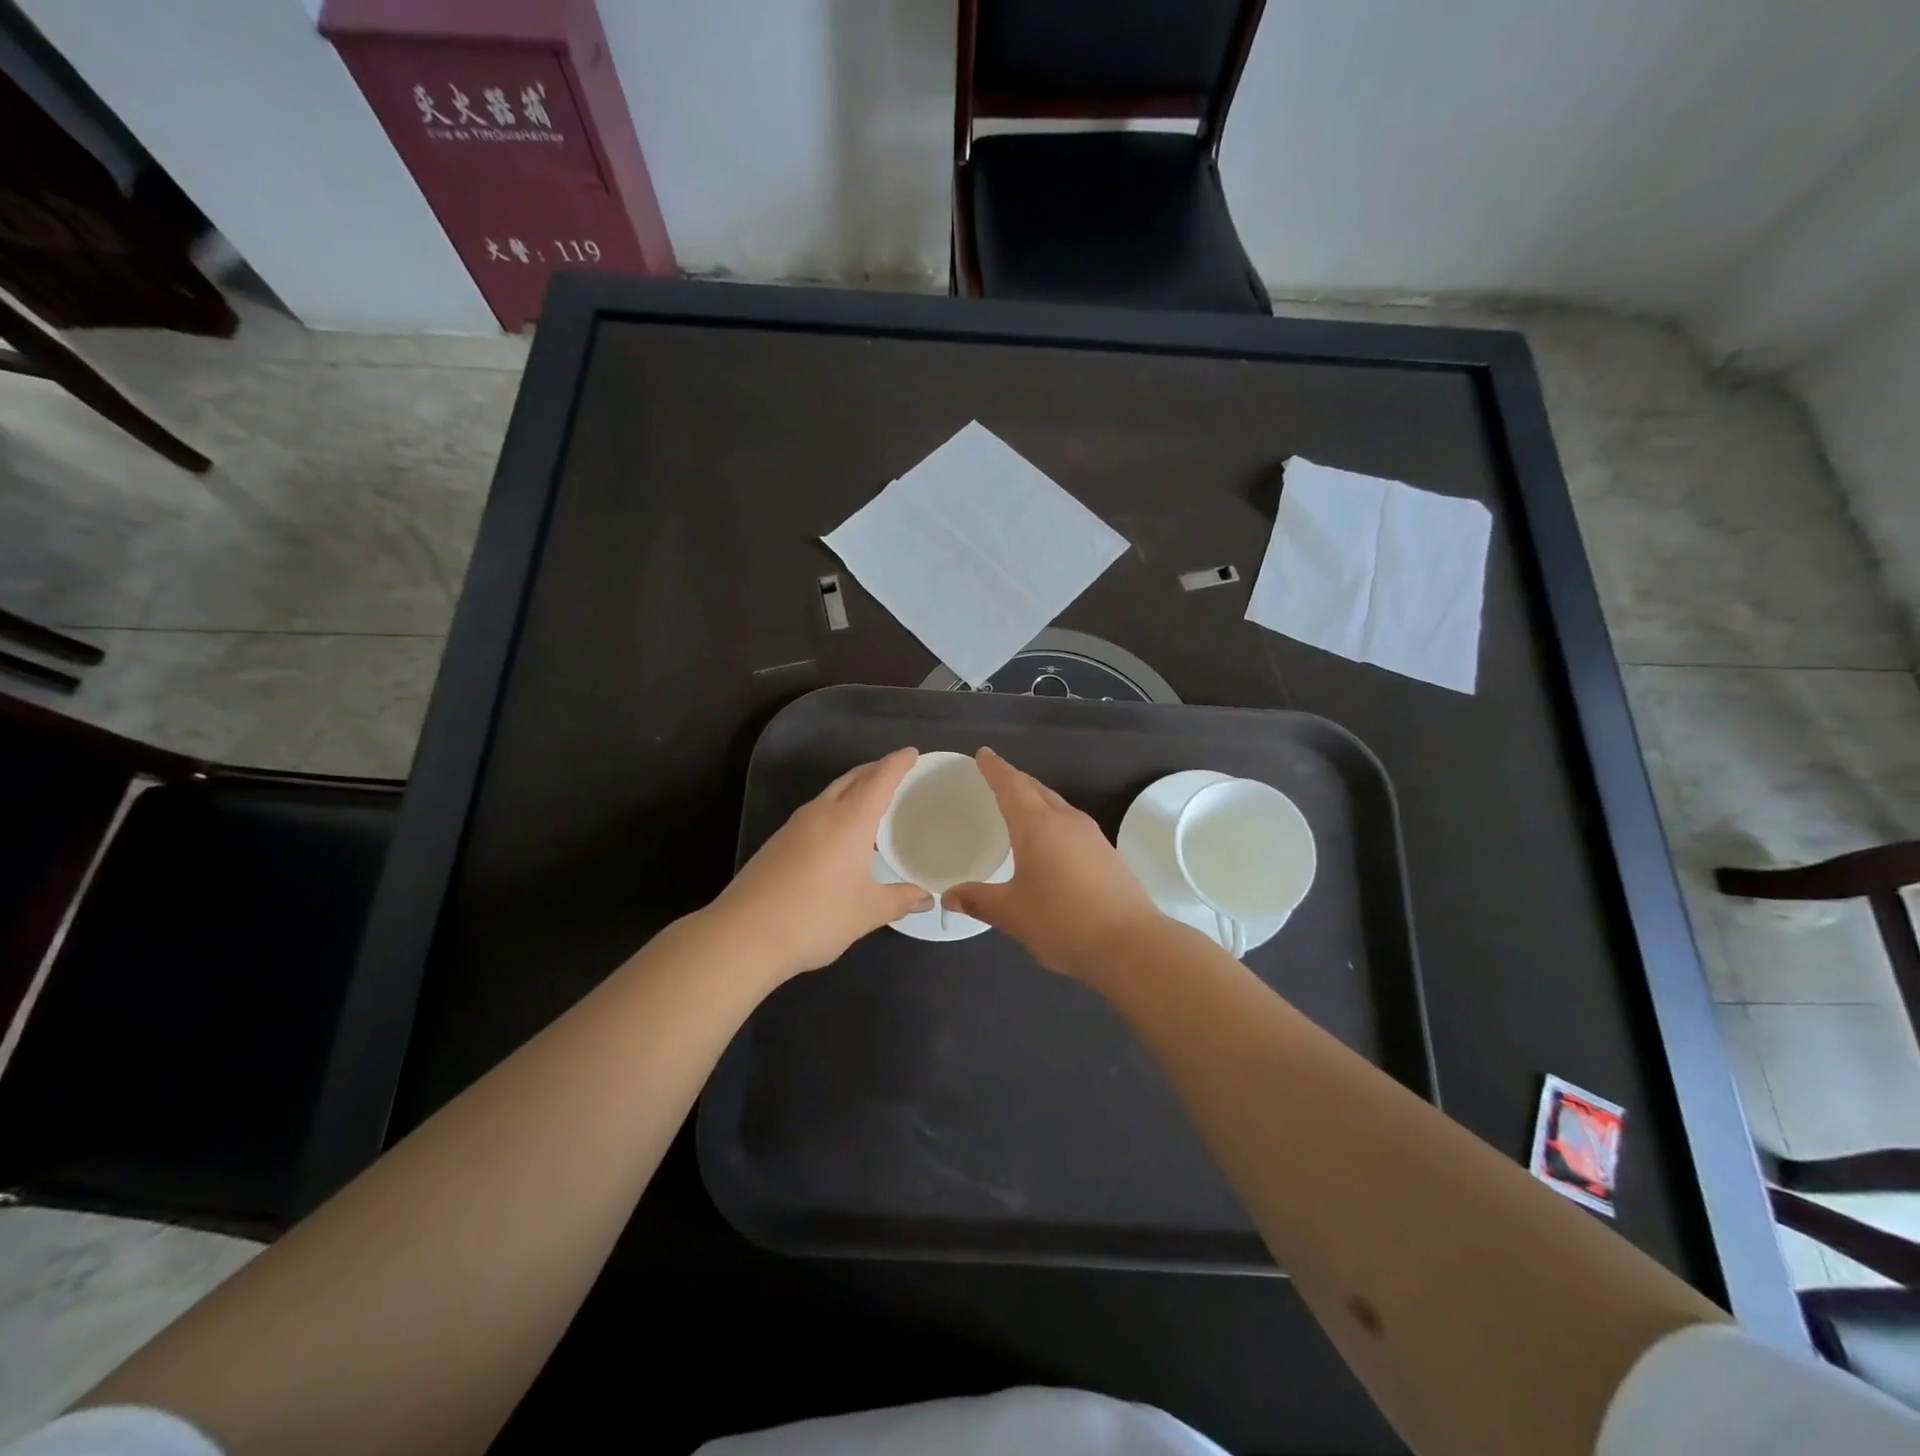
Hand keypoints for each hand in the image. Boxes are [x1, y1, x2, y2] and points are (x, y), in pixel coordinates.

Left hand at [708, 748, 930, 983]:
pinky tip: (839, 834)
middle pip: (852, 779)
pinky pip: (815, 812)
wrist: (743, 935)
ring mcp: (794, 826)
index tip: (912, 753)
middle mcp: (821, 813)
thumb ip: (899, 900)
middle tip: (895, 772)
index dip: (897, 763)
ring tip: (871, 801)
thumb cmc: (816, 917)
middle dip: (875, 770)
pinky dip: (835, 809)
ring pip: (830, 794)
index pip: (879, 779)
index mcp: (850, 820)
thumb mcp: (867, 911)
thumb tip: (925, 898)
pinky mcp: (777, 843)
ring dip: (853, 789)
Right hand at [946, 748, 1162, 982]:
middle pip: (1036, 789)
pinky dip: (1052, 819)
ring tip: (1019, 805)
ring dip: (1036, 799)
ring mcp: (1091, 836)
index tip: (983, 754)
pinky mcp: (1106, 854)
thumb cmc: (1062, 921)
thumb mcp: (1012, 913)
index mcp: (1037, 826)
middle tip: (996, 776)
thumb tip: (948, 896)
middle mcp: (1066, 821)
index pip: (1011, 785)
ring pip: (1057, 805)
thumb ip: (979, 900)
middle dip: (1015, 780)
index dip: (995, 769)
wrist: (1130, 944)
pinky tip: (1049, 840)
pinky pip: (1071, 823)